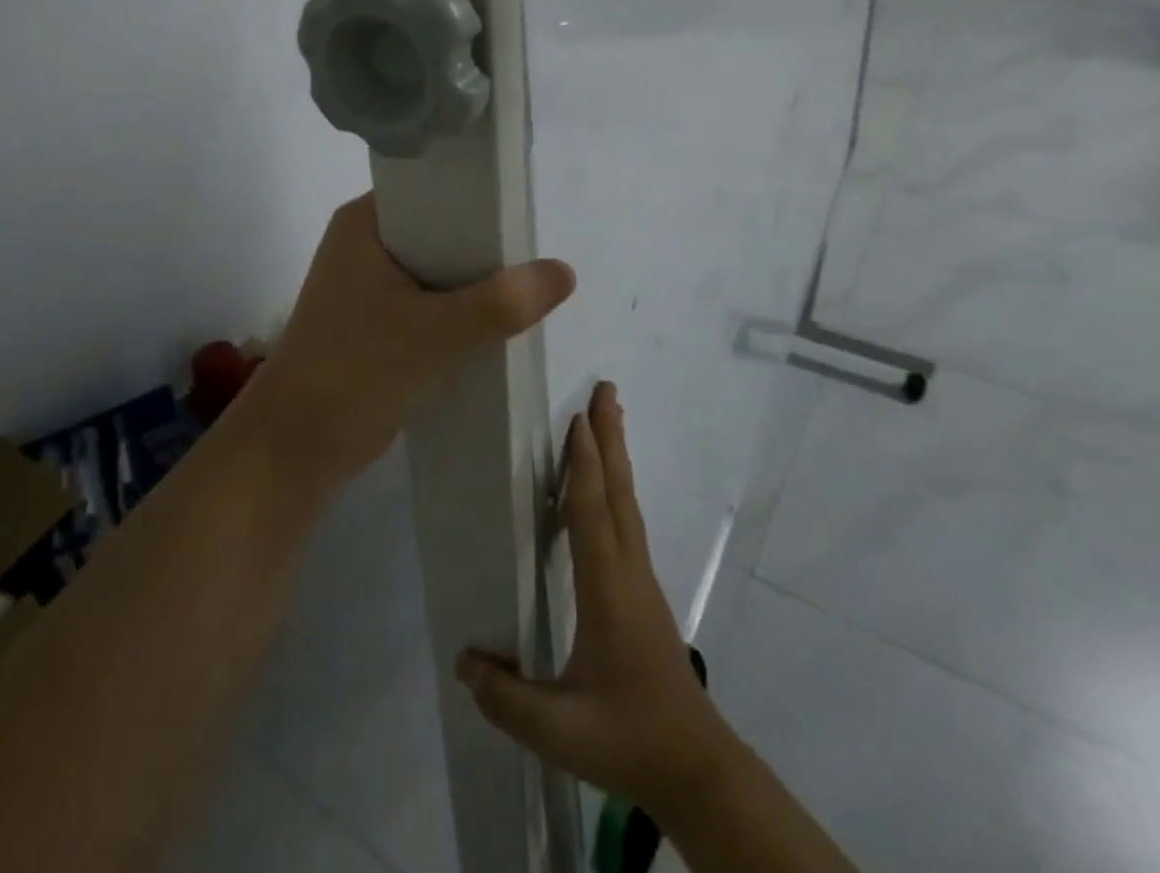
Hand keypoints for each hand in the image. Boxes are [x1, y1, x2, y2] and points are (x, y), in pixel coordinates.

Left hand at [252, 194, 575, 491]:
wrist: (296, 449)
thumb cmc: (355, 373)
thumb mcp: (435, 334)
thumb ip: (502, 303)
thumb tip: (565, 272)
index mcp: (366, 222)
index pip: (432, 187)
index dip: (479, 196)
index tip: (524, 210)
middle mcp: (366, 242)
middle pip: (441, 228)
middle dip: (485, 245)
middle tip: (535, 253)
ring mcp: (369, 283)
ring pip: (439, 267)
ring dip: (475, 280)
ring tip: (526, 286)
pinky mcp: (377, 319)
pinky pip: (430, 299)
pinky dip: (460, 308)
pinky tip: (496, 320)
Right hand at [456, 382, 737, 817]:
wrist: (696, 768)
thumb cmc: (629, 739)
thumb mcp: (560, 730)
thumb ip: (507, 699)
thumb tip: (463, 659)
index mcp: (607, 591)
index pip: (592, 514)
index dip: (584, 465)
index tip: (578, 418)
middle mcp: (629, 572)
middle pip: (619, 493)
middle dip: (610, 439)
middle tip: (606, 391)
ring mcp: (641, 581)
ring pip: (628, 505)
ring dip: (616, 458)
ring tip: (608, 420)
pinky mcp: (644, 593)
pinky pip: (628, 524)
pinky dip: (616, 489)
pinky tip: (607, 491)